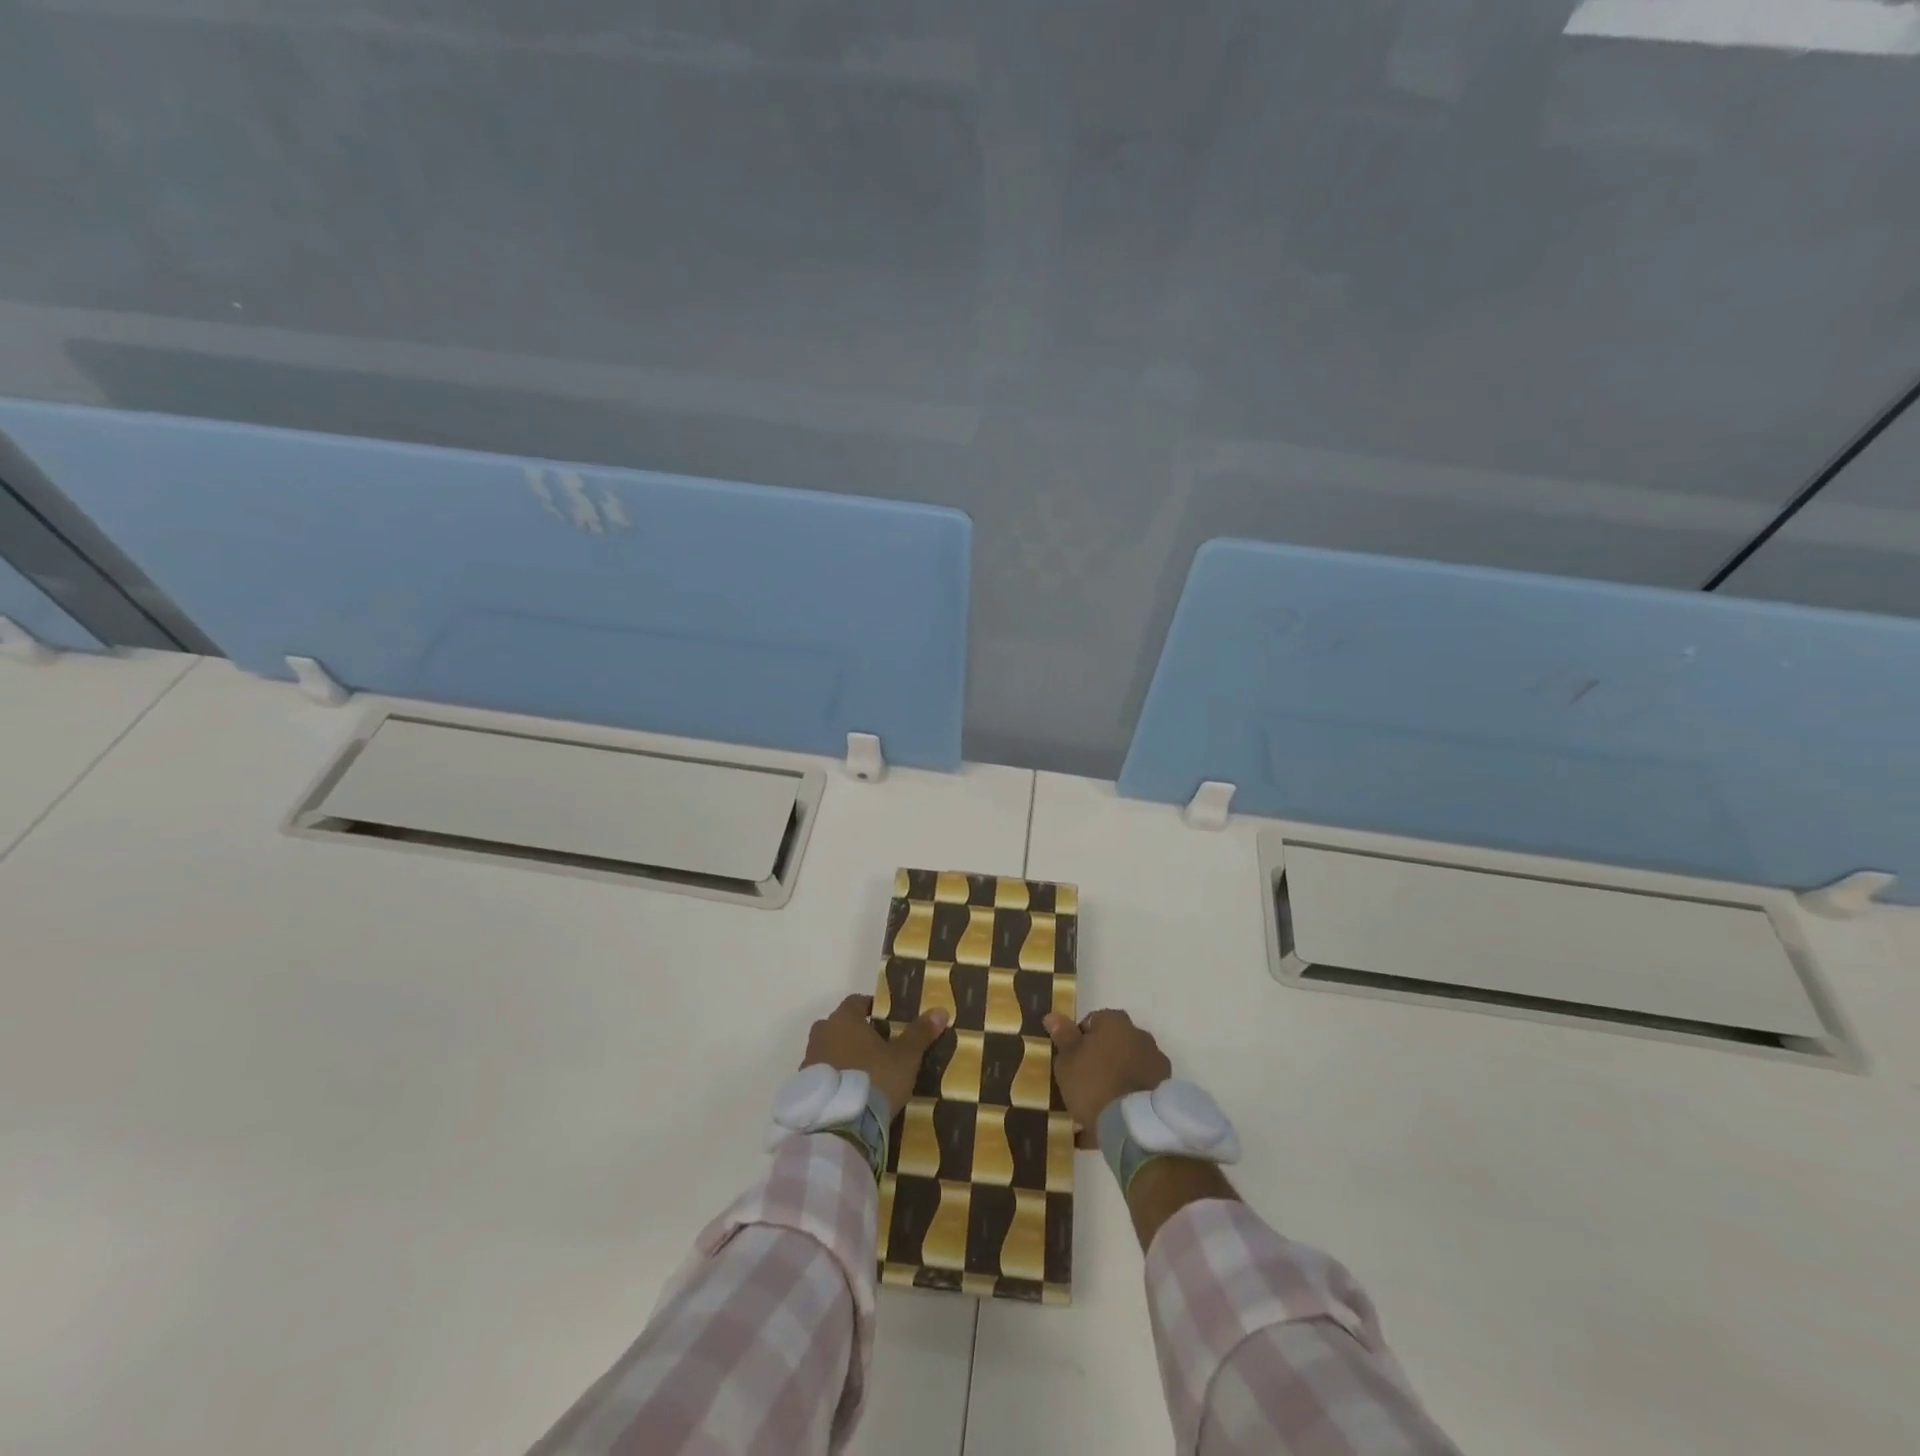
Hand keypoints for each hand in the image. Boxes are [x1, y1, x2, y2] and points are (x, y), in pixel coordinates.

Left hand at [802, 994, 948, 1118]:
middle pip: (840, 1025)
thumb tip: (940, 1010)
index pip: (857, 1001)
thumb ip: (920, 1033)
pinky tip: (849, 1093)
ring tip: (865, 1074)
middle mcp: (823, 1033)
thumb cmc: (875, 1079)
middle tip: (877, 1048)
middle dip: (856, 1033)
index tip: (886, 1019)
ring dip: (843, 1056)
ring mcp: (809, 1060)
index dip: (872, 1007)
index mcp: (845, 1019)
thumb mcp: (905, 1057)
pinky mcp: (804, 1087)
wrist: (839, 1125)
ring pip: (828, 1049)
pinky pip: (822, 1074)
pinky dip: (834, 1078)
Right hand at [1042, 1008, 1172, 1148]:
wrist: (1131, 1125)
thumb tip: (1053, 1015)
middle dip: (1101, 1058)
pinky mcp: (1164, 1089)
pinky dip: (1128, 1097)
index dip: (1079, 1040)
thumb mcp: (1067, 1060)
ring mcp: (1155, 1062)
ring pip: (1128, 1065)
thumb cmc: (1092, 1084)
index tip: (1071, 1061)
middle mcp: (1139, 1035)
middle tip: (1084, 1082)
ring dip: (1117, 1076)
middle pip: (1114, 1042)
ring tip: (1099, 1105)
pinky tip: (1112, 1120)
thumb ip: (1062, 1036)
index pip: (1092, 1022)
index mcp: (1114, 1022)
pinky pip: (1140, 1088)